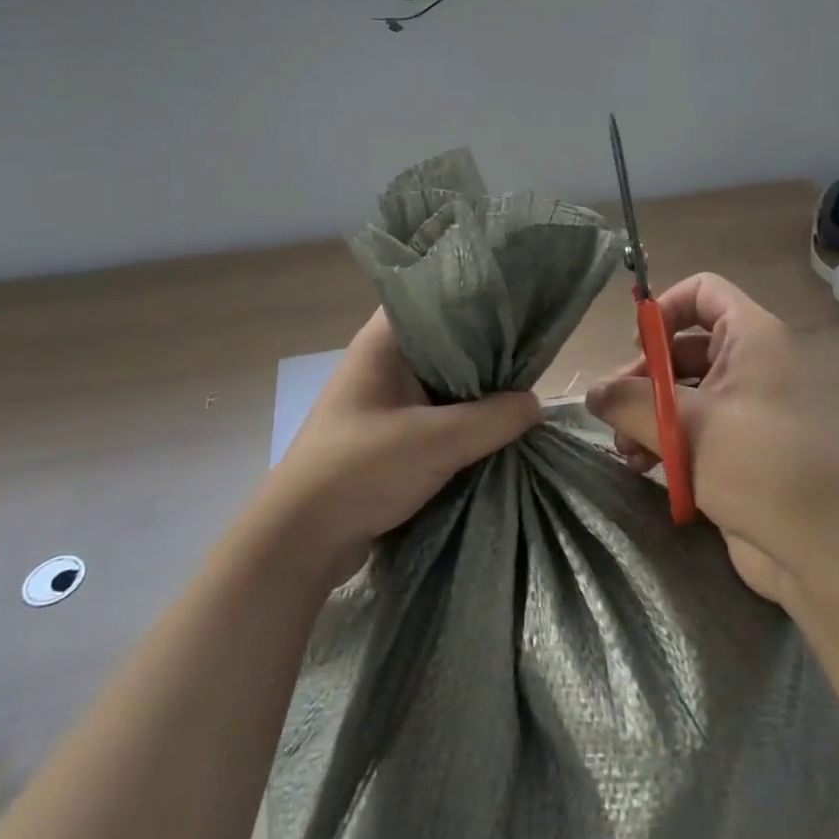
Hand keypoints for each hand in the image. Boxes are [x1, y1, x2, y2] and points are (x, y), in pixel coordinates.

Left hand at [259, 308, 541, 586]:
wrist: (301, 540)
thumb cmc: (360, 470)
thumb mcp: (436, 442)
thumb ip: (492, 419)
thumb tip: (536, 405)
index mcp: (383, 342)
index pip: (434, 298)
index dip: (476, 298)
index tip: (519, 306)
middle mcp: (384, 362)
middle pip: (446, 341)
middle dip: (487, 350)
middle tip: (533, 352)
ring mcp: (385, 399)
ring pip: (444, 381)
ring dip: (477, 390)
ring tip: (525, 387)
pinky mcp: (389, 433)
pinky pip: (437, 414)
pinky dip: (463, 419)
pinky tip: (497, 427)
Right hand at [586, 273, 838, 605]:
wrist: (819, 546)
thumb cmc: (758, 464)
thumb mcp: (687, 425)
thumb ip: (631, 401)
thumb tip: (592, 393)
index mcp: (750, 337)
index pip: (703, 291)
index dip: (665, 309)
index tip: (638, 347)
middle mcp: (747, 363)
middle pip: (681, 346)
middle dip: (643, 376)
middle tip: (613, 409)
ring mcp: (741, 407)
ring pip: (679, 390)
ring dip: (645, 413)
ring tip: (624, 449)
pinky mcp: (733, 447)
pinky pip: (687, 427)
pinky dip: (661, 439)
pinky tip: (640, 465)